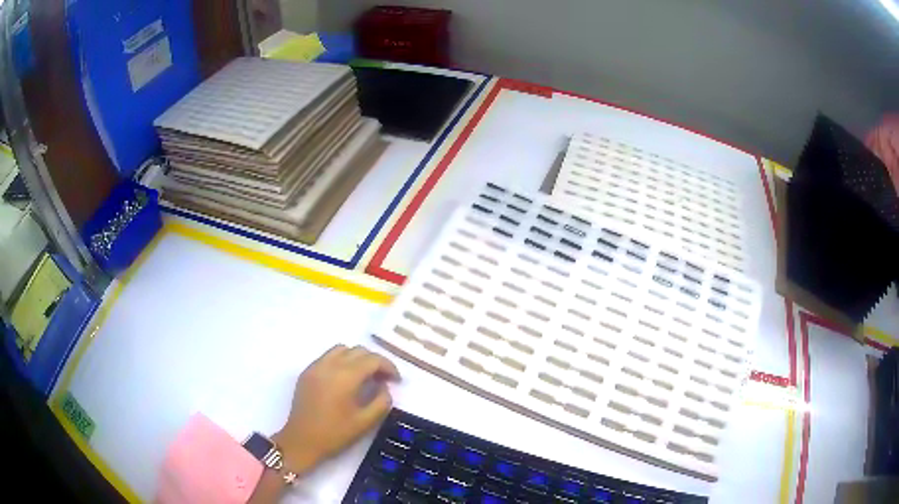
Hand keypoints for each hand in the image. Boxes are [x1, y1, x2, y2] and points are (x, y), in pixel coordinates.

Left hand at [273, 345, 400, 474]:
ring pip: (341, 349)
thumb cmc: (335, 434)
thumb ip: (381, 401)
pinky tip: (345, 379)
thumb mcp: (365, 422)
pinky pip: (328, 357)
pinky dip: (341, 361)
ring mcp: (315, 367)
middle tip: (383, 379)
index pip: (373, 360)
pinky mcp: (307, 372)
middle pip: (358, 351)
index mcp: (345, 377)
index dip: (389, 367)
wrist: (301, 441)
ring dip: (357, 358)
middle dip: (375, 361)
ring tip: (364, 376)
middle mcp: (330, 365)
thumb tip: (384, 387)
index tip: (396, 380)